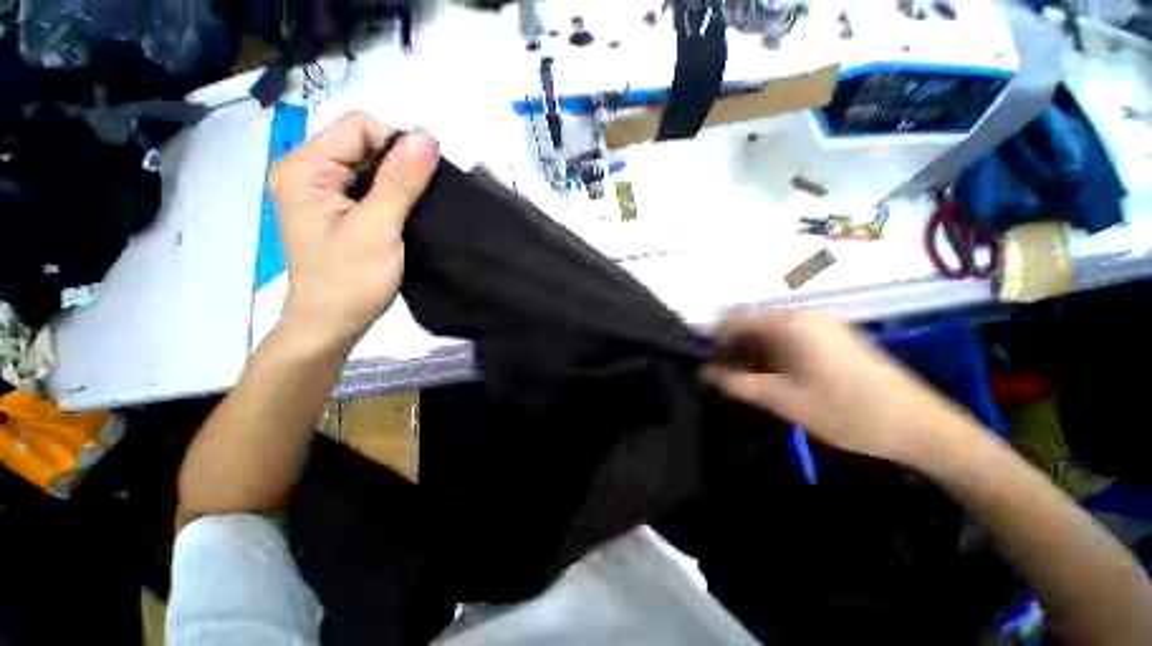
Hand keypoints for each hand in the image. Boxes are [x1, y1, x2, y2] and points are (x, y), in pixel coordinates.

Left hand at [270, 112, 439, 349]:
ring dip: (397, 183)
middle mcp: (305, 169)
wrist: (332, 323)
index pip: (359, 126)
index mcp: (305, 167)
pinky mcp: (332, 207)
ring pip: (368, 165)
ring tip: (411, 211)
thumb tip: (428, 136)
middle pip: (363, 142)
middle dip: (398, 166)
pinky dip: (390, 195)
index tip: (421, 182)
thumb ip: (401, 181)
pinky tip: (401, 215)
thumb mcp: (378, 228)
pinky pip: (367, 185)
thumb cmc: (351, 279)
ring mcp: (317, 189)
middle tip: (417, 202)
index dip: (397, 145)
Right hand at [704, 311, 971, 464]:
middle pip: (754, 324)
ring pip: (773, 331)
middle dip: (735, 348)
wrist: (918, 424)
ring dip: (755, 352)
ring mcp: (825, 323)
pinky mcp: (837, 335)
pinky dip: (776, 352)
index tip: (705, 362)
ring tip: (749, 379)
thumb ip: (737, 384)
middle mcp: (806, 314)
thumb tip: (703, 373)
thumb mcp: (782, 400)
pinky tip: (778, 375)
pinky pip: (793, 336)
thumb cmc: (845, 410)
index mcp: (790, 323)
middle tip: (727, 376)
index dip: (715, 340)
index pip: (736, 320)